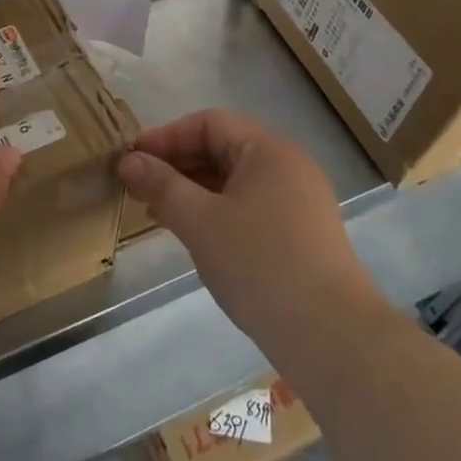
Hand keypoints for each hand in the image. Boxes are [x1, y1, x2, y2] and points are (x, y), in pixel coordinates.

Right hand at [119, 109, 390, 352]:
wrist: (331, 336)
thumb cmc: (260, 264)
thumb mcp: (200, 222)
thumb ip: (161, 185)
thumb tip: (129, 161)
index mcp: (269, 151)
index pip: (209, 123)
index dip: (167, 136)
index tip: (132, 159)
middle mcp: (289, 166)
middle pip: (223, 148)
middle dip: (178, 164)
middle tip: (139, 186)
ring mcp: (300, 201)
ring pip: (235, 180)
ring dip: (194, 189)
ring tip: (158, 211)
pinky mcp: (302, 233)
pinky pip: (250, 205)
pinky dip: (217, 210)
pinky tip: (194, 234)